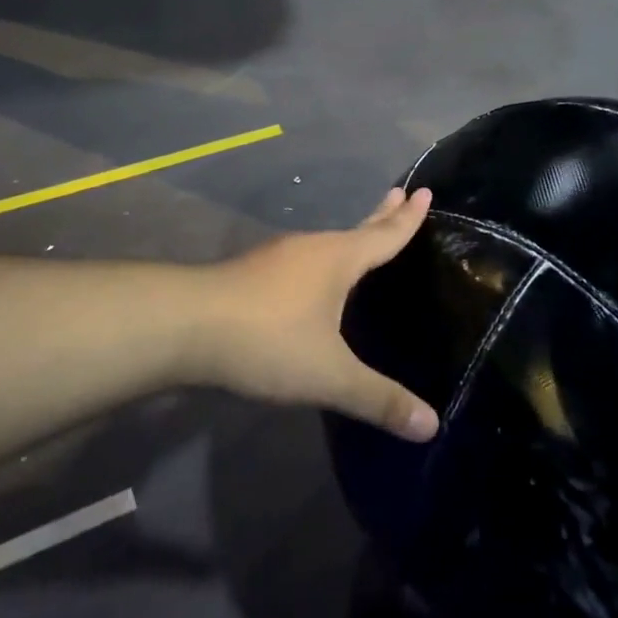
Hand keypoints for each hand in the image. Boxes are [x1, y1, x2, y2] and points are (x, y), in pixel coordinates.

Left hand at [195, 188, 439, 441]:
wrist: (184, 326)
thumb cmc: (269, 340)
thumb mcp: (329, 376)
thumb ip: (379, 400)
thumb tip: (432, 425)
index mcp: (338, 259)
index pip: (385, 234)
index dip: (408, 218)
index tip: (424, 191)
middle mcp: (312, 248)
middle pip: (357, 228)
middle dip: (382, 213)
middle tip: (401, 192)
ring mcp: (278, 258)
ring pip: (326, 244)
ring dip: (350, 239)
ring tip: (362, 241)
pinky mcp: (252, 274)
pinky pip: (303, 261)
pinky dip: (322, 262)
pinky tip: (313, 280)